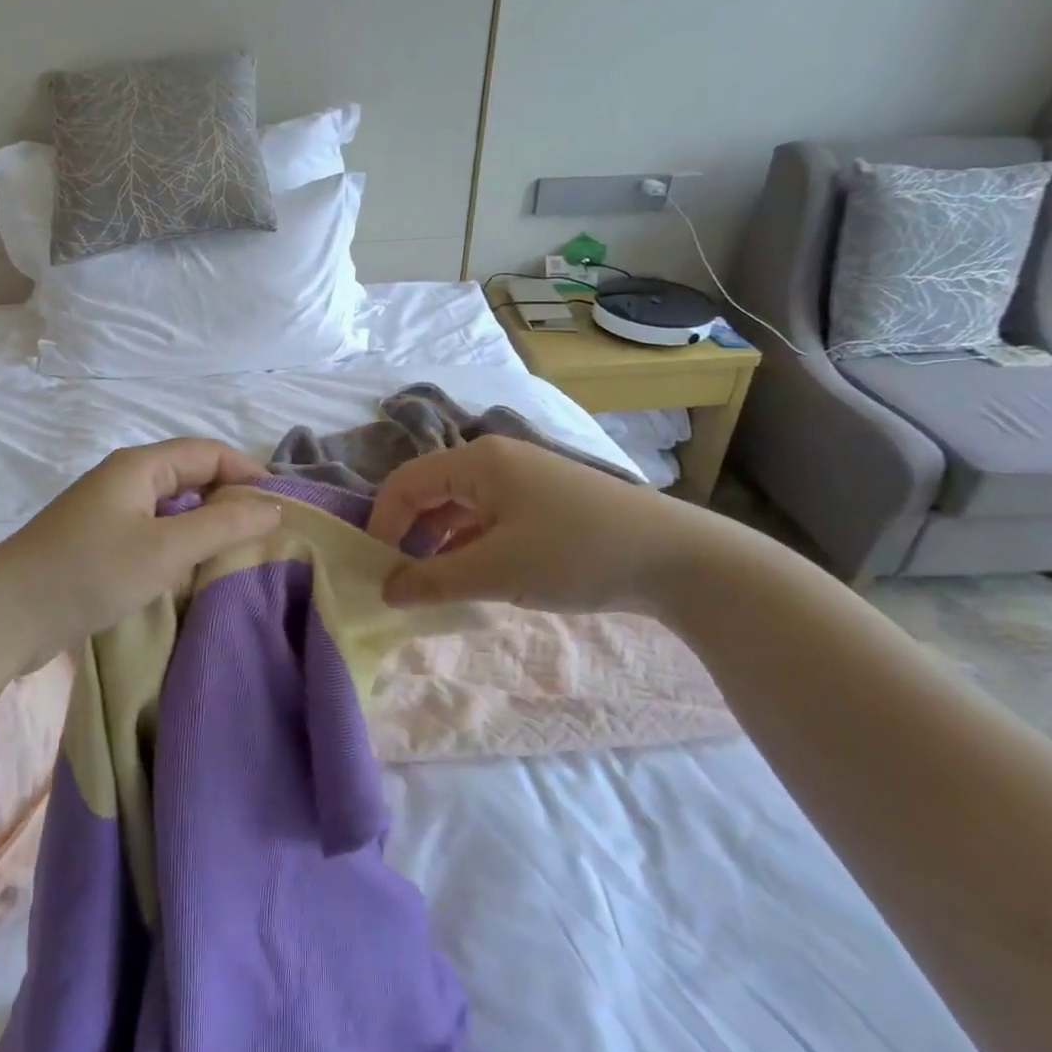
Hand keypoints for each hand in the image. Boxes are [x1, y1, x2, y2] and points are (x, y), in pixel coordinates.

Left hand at [0, 439, 281, 673]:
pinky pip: (154, 532)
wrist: (2, 618)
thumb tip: (274, 506)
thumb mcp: (165, 549)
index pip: (209, 452)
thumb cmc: (88, 572)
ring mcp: (109, 513)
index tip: (282, 506)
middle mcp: (125, 480)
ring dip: (206, 525)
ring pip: (173, 508)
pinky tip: (192, 572)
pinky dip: (180, 545)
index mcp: (140, 466)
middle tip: (266, 534)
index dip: (248, 471)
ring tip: (239, 554)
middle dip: (230, 498)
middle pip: (192, 476)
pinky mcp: (99, 545)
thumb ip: (223, 524)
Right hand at [365, 434, 721, 612]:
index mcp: (477, 461)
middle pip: (429, 491)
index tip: (375, 570)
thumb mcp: (497, 571)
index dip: (382, 524)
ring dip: (438, 543)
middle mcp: (494, 460)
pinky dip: (469, 545)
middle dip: (408, 534)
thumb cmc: (575, 553)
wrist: (675, 558)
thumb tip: (385, 590)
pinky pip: (486, 518)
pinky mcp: (542, 501)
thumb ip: (433, 580)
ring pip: (458, 507)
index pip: (405, 483)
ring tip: (430, 586)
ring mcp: (521, 479)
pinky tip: (470, 577)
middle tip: (398, 581)